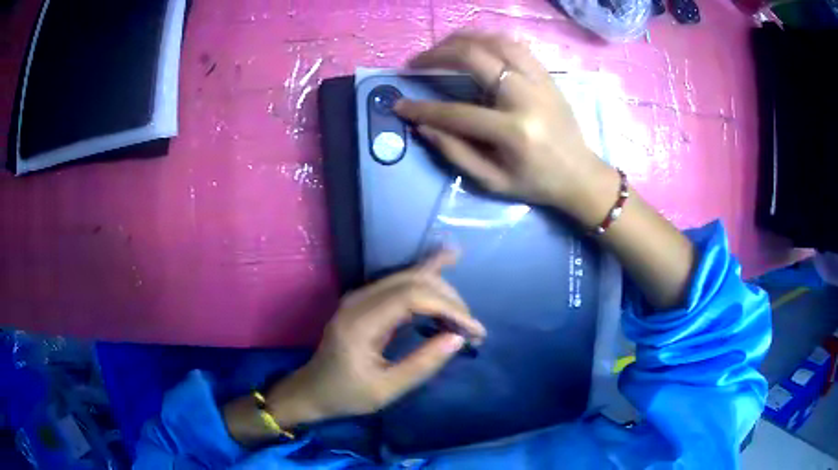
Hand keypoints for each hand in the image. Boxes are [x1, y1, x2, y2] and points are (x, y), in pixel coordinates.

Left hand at [265, 251, 485, 424]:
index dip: (449, 308)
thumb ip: (422, 364)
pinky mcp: (364, 300)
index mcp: (360, 322)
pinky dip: (426, 278)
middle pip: (412, 281)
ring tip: (467, 310)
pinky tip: (445, 262)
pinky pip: (399, 283)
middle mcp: (359, 300)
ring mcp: (360, 296)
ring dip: (441, 289)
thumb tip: (459, 338)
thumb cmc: (346, 394)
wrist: (313, 390)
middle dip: (449, 299)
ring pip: (408, 277)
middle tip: (471, 327)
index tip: (474, 331)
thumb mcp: (386, 390)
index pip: (413, 297)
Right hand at [394, 32, 617, 227]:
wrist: (581, 175)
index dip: (423, 109)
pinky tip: (474, 45)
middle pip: (474, 57)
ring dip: (462, 39)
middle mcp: (526, 97)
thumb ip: (456, 153)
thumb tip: (423, 127)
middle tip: (417, 62)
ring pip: (495, 41)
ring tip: (441, 47)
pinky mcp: (547, 75)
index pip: (456, 112)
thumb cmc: (536, 183)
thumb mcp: (493, 182)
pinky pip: (515, 45)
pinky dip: (489, 39)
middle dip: (437, 55)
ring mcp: (540, 81)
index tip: (400, 105)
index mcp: (513, 131)